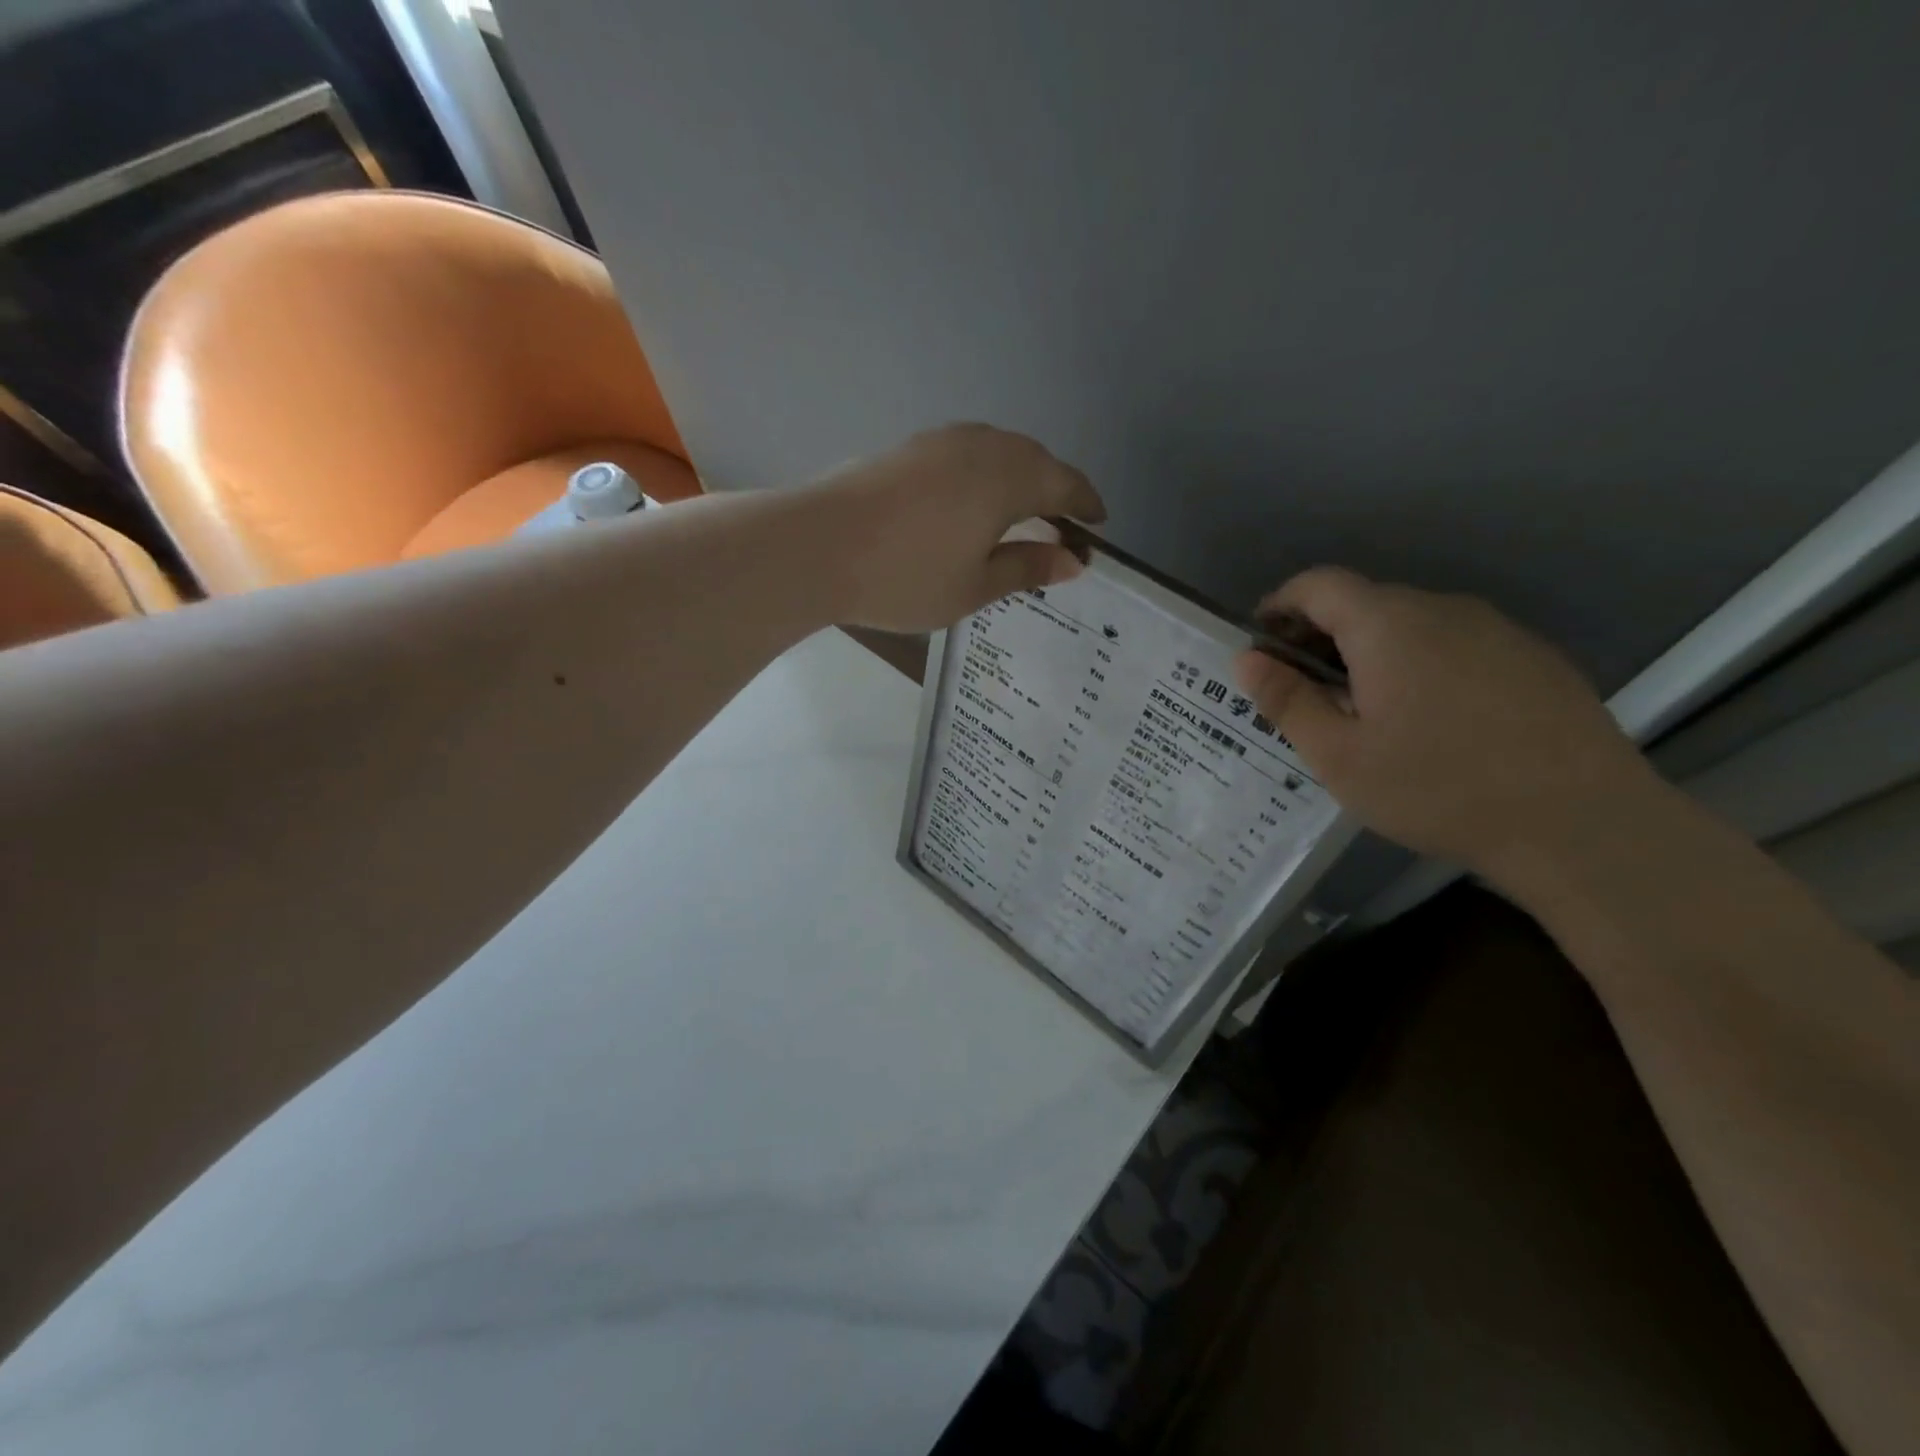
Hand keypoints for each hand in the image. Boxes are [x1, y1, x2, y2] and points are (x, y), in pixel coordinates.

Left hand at [809, 424, 1105, 632]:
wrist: (815, 547)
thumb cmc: (905, 577)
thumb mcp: (975, 586)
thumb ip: (1027, 567)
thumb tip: (1072, 560)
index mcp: (1008, 478)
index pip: (1065, 485)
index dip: (1086, 506)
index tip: (1098, 529)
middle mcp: (981, 446)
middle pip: (1034, 461)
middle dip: (1055, 491)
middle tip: (1061, 528)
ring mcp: (940, 441)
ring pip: (998, 452)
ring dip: (1018, 479)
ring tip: (1020, 516)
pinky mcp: (908, 448)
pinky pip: (966, 454)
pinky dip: (984, 476)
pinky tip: (971, 503)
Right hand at [1232, 567, 1661, 882]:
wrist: (1582, 824)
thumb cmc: (1438, 788)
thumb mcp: (1339, 756)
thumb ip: (1287, 701)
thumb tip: (1246, 659)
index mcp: (1387, 624)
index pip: (1318, 584)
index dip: (1280, 605)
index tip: (1261, 645)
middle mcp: (1442, 609)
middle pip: (1364, 602)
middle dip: (1322, 636)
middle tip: (1306, 694)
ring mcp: (1496, 630)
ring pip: (1412, 625)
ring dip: (1373, 653)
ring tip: (1367, 714)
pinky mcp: (1533, 657)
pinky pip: (1456, 645)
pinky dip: (1422, 665)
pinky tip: (1433, 722)